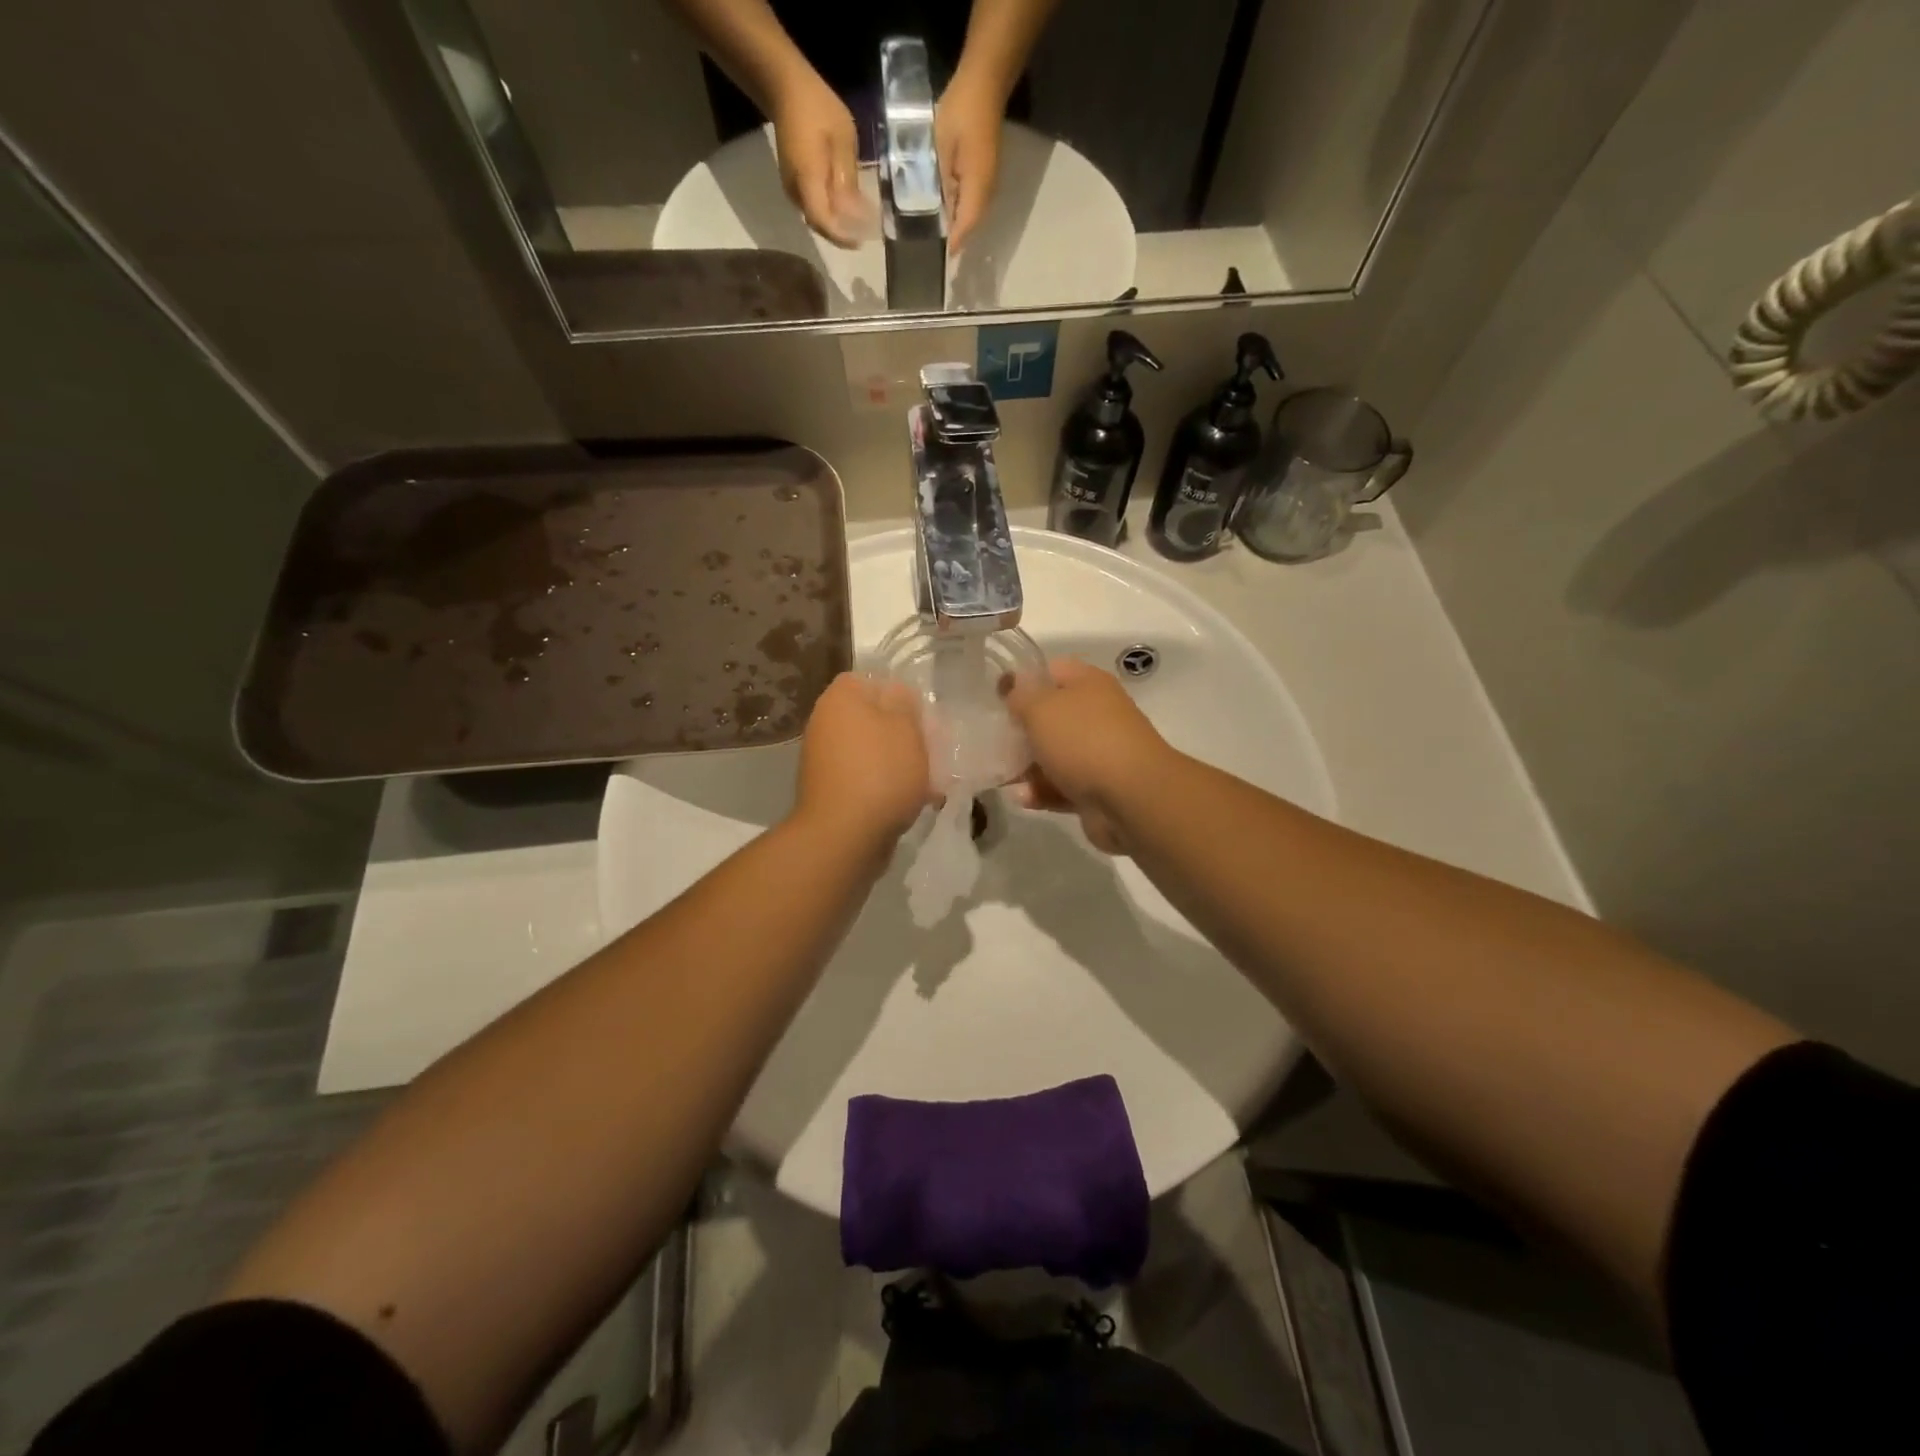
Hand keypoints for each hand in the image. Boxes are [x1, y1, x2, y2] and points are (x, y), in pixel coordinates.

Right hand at [769, 70, 871, 246]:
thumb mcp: (843, 139)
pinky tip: (848, 206)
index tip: (863, 240)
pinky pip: (815, 207)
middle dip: (844, 232)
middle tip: (867, 232)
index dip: (843, 236)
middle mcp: (796, 191)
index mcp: (807, 179)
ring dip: (839, 223)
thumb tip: (856, 213)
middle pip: (821, 225)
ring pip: (818, 218)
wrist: (785, 88)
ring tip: (861, 221)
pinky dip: (832, 212)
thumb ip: (847, 178)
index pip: (823, 221)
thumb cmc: (817, 107)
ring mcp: (792, 189)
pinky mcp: (795, 185)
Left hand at [796, 672, 929, 846]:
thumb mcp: (906, 727)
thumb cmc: (880, 772)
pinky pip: (866, 778)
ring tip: (930, 780)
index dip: (900, 694)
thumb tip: (896, 693)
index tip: (923, 715)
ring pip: (872, 750)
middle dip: (903, 733)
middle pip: (873, 718)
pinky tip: (913, 801)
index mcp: (840, 698)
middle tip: (932, 748)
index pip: (871, 680)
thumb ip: (905, 702)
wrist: (845, 836)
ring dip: (898, 762)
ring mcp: (824, 759)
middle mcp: (824, 723)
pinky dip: (886, 786)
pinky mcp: (831, 791)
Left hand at [935, 72, 1005, 251]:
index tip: (933, 257)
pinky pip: (969, 202)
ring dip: (954, 225)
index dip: (950, 243)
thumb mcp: (940, 146)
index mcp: (977, 188)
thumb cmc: (961, 111)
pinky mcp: (983, 175)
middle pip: (969, 226)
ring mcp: (987, 184)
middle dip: (951, 238)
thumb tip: (930, 210)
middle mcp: (986, 192)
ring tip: (931, 232)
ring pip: (969, 215)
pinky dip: (956, 209)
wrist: (984, 83)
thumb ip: (937, 181)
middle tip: (927, 248)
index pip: (964, 227)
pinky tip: (940, 208)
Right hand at [1001, 659, 1170, 853]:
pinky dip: (1041, 792)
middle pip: (1051, 716)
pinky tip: (1023, 798)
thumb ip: (1020, 695)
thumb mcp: (1041, 708)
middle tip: (993, 740)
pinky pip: (1061, 786)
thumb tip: (1012, 685)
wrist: (1132, 798)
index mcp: (1088, 684)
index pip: (1051, 671)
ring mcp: (1098, 753)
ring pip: (1053, 755)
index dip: (1023, 681)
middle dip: (1021, 730)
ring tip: (1002, 776)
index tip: (997, 698)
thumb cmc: (1083, 741)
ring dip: (1027, 767)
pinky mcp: (1096, 789)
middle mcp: (1096, 715)